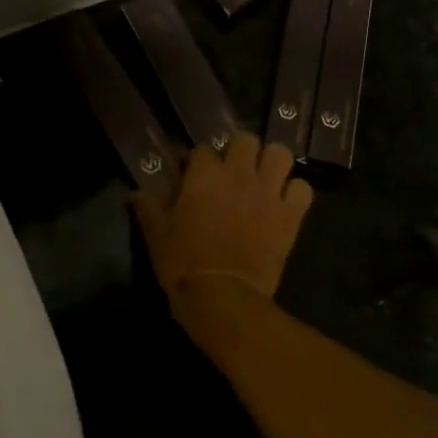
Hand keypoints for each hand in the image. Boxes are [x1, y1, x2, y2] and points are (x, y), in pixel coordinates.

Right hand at [132, 132, 312, 301]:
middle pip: (246, 140)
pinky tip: (284, 203)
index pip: (203, 149)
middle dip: (240, 151)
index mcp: (204, 174)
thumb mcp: (156, 234)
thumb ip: (147, 207)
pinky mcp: (291, 216)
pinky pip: (303, 189)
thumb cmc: (183, 263)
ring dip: (272, 163)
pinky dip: (295, 193)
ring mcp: (268, 192)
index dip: (198, 161)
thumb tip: (134, 193)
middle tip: (233, 171)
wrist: (222, 297)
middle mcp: (239, 174)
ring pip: (281, 154)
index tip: (193, 175)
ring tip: (264, 178)